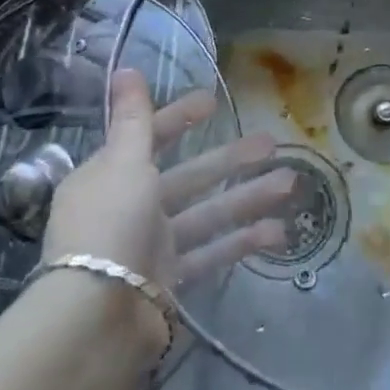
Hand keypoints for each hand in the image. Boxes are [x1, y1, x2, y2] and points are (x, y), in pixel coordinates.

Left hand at [43, 69, 293, 291]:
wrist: (97, 321)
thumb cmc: (110, 225)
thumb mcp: (123, 162)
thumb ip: (133, 117)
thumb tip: (125, 68)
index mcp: (110, 176)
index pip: (148, 137)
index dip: (179, 118)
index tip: (212, 102)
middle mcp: (130, 207)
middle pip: (188, 176)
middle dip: (230, 159)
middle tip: (271, 142)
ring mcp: (152, 245)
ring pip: (207, 212)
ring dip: (248, 197)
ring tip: (291, 182)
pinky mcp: (171, 280)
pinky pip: (211, 253)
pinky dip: (242, 241)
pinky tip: (279, 231)